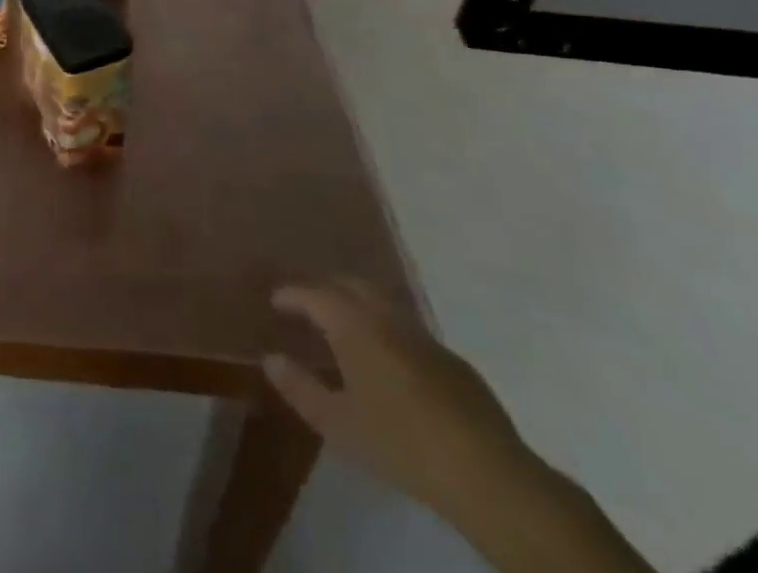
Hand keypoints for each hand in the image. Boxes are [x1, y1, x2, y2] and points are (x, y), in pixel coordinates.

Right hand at [264, 281, 537, 521]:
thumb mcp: (338, 423)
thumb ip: (300, 387)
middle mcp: (386, 316)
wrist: (487, 473)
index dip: (290, 294)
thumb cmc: (401, 442)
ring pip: (381, 300)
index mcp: (354, 324)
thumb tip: (271, 359)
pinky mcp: (451, 358)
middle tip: (306, 303)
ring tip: (342, 324)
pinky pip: (406, 326)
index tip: (275, 301)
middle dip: (324, 287)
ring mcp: (423, 334)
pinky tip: (386, 356)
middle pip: (348, 284)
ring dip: (356, 302)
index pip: (313, 293)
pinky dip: (385, 326)